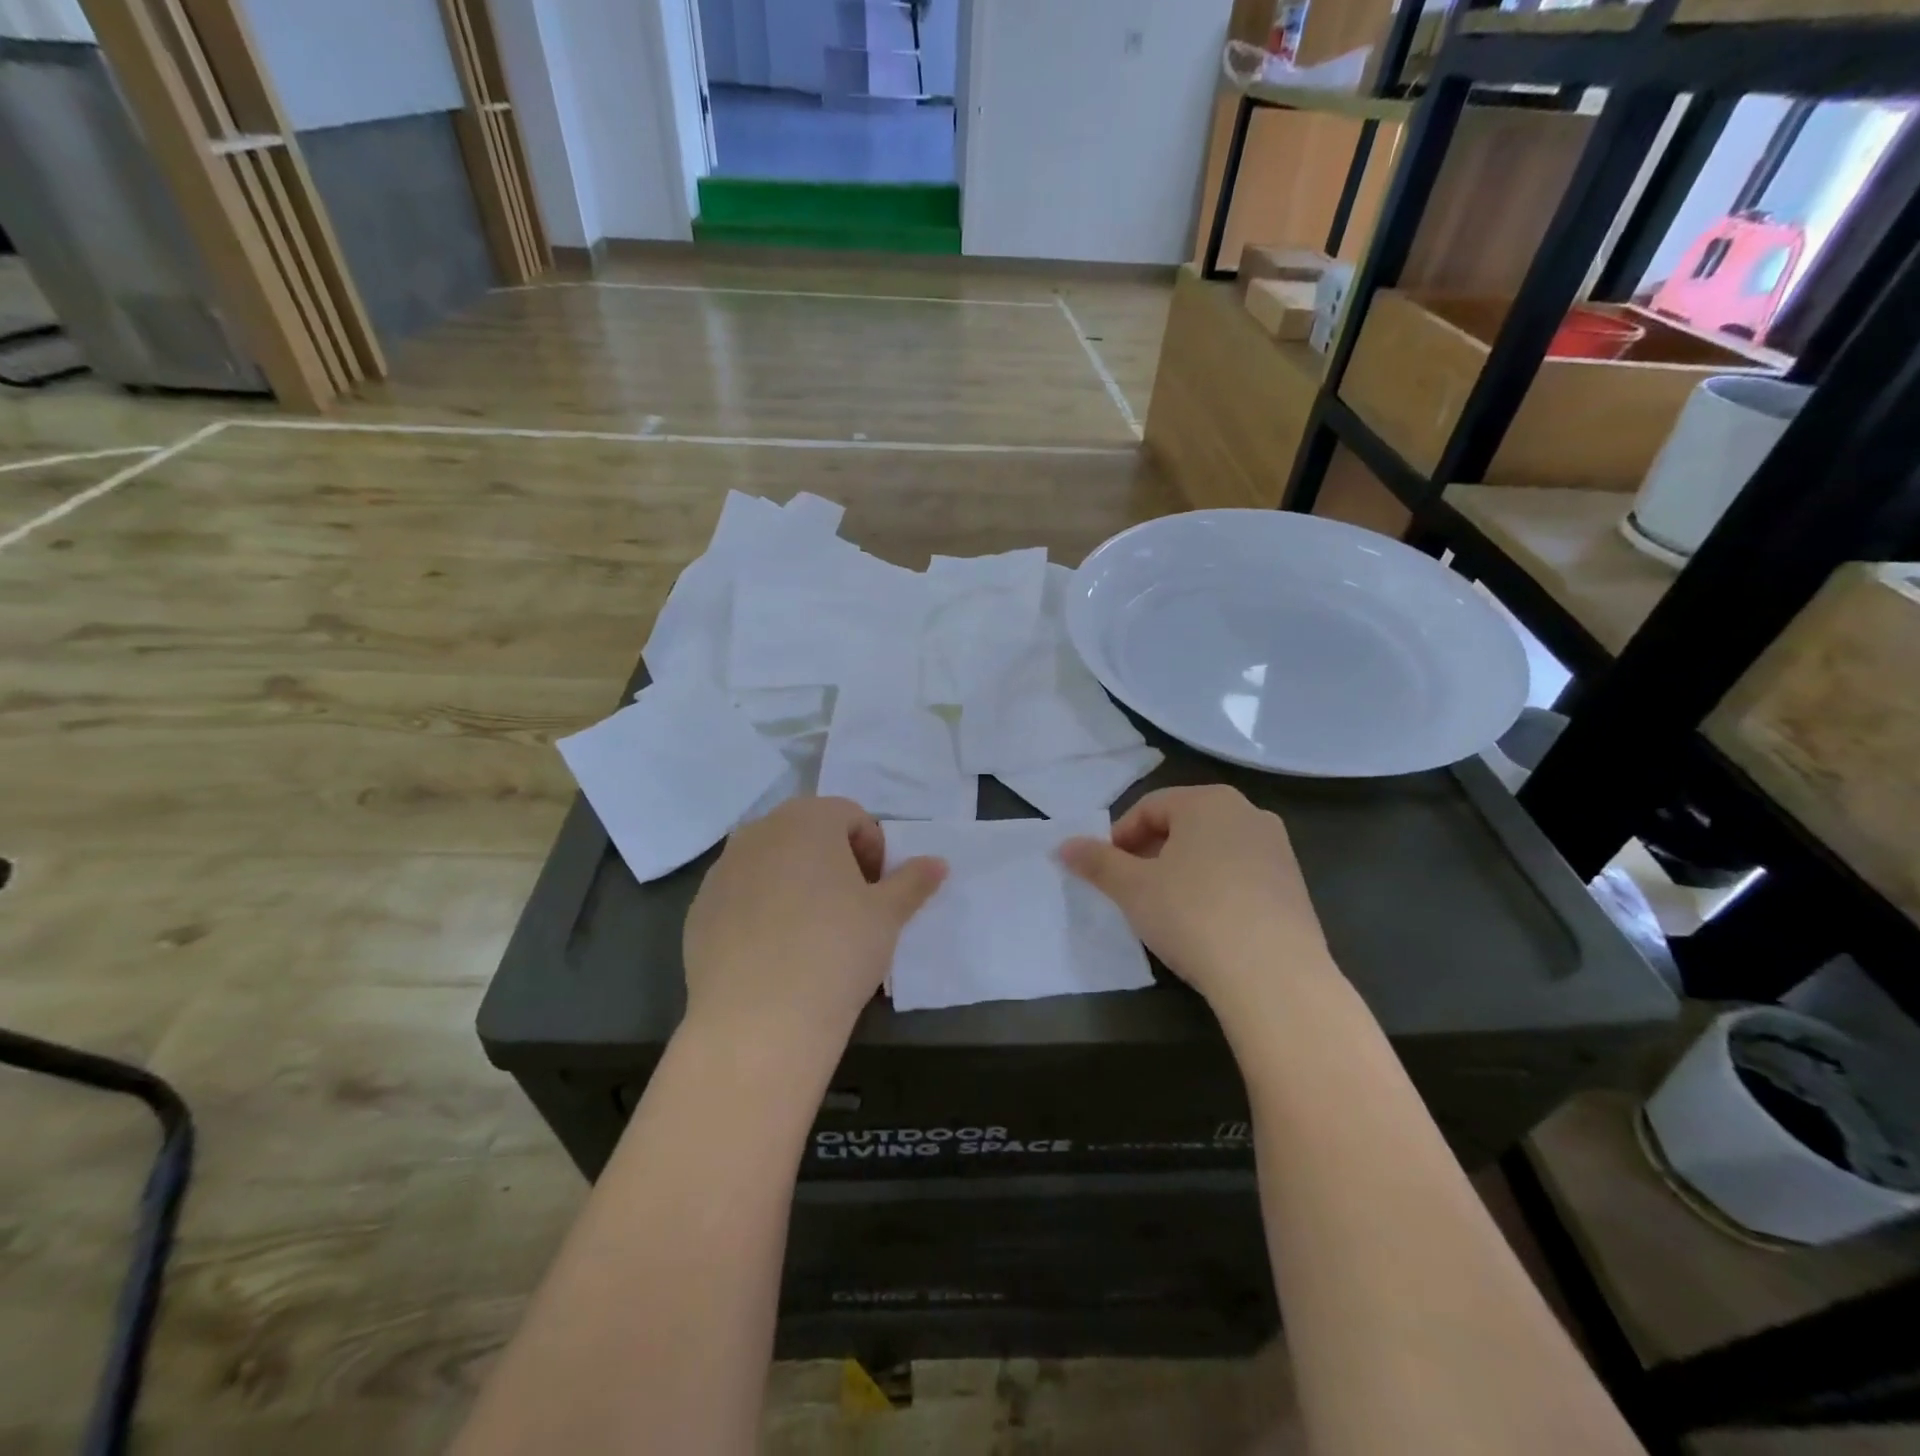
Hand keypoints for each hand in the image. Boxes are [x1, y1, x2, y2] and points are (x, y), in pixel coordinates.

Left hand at [681, 796, 945, 1063]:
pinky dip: (761, 908)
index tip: (877, 892)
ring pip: (772, 861)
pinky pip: (742, 893)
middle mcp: (759, 831)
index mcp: (808, 820)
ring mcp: (723, 868)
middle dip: (835, 860)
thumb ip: (914, 881)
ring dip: (796, 880)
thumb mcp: (888, 915)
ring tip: (811, 931)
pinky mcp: (699, 907)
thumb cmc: (837, 951)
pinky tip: (774, 952)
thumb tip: (938, 863)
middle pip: (808, 832)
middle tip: (850, 908)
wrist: (759, 1020)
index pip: (851, 815)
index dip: (873, 850)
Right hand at [1059, 786, 1334, 1029]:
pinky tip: (1205, 925)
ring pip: (1213, 850)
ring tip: (1166, 909)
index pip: (1149, 808)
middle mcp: (1248, 813)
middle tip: (1131, 890)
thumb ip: (1096, 862)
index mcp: (1209, 801)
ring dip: (1183, 871)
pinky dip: (1215, 889)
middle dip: (1151, 853)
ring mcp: (1277, 849)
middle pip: (1184, 825)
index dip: (1119, 838)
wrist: (1273, 977)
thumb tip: (1062, 845)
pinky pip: (1241, 875)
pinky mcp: (1295, 886)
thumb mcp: (1132, 888)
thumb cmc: (1193, 915)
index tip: (1106, 872)